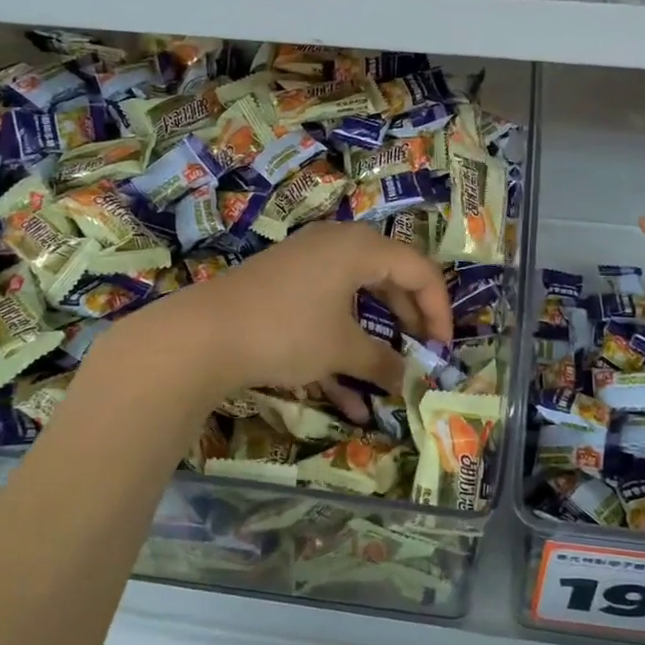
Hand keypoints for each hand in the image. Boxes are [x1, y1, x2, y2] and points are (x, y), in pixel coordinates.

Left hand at [153, 222, 452, 421]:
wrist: (201, 335)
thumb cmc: (286, 331)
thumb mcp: (341, 349)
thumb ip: (382, 362)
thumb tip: (409, 379)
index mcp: (359, 248)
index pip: (419, 270)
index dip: (438, 310)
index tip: (443, 350)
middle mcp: (336, 246)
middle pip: (389, 279)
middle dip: (408, 323)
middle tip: (422, 356)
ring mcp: (306, 265)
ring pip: (356, 300)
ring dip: (373, 342)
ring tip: (388, 380)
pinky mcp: (283, 287)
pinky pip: (325, 312)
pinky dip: (339, 346)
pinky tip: (348, 398)